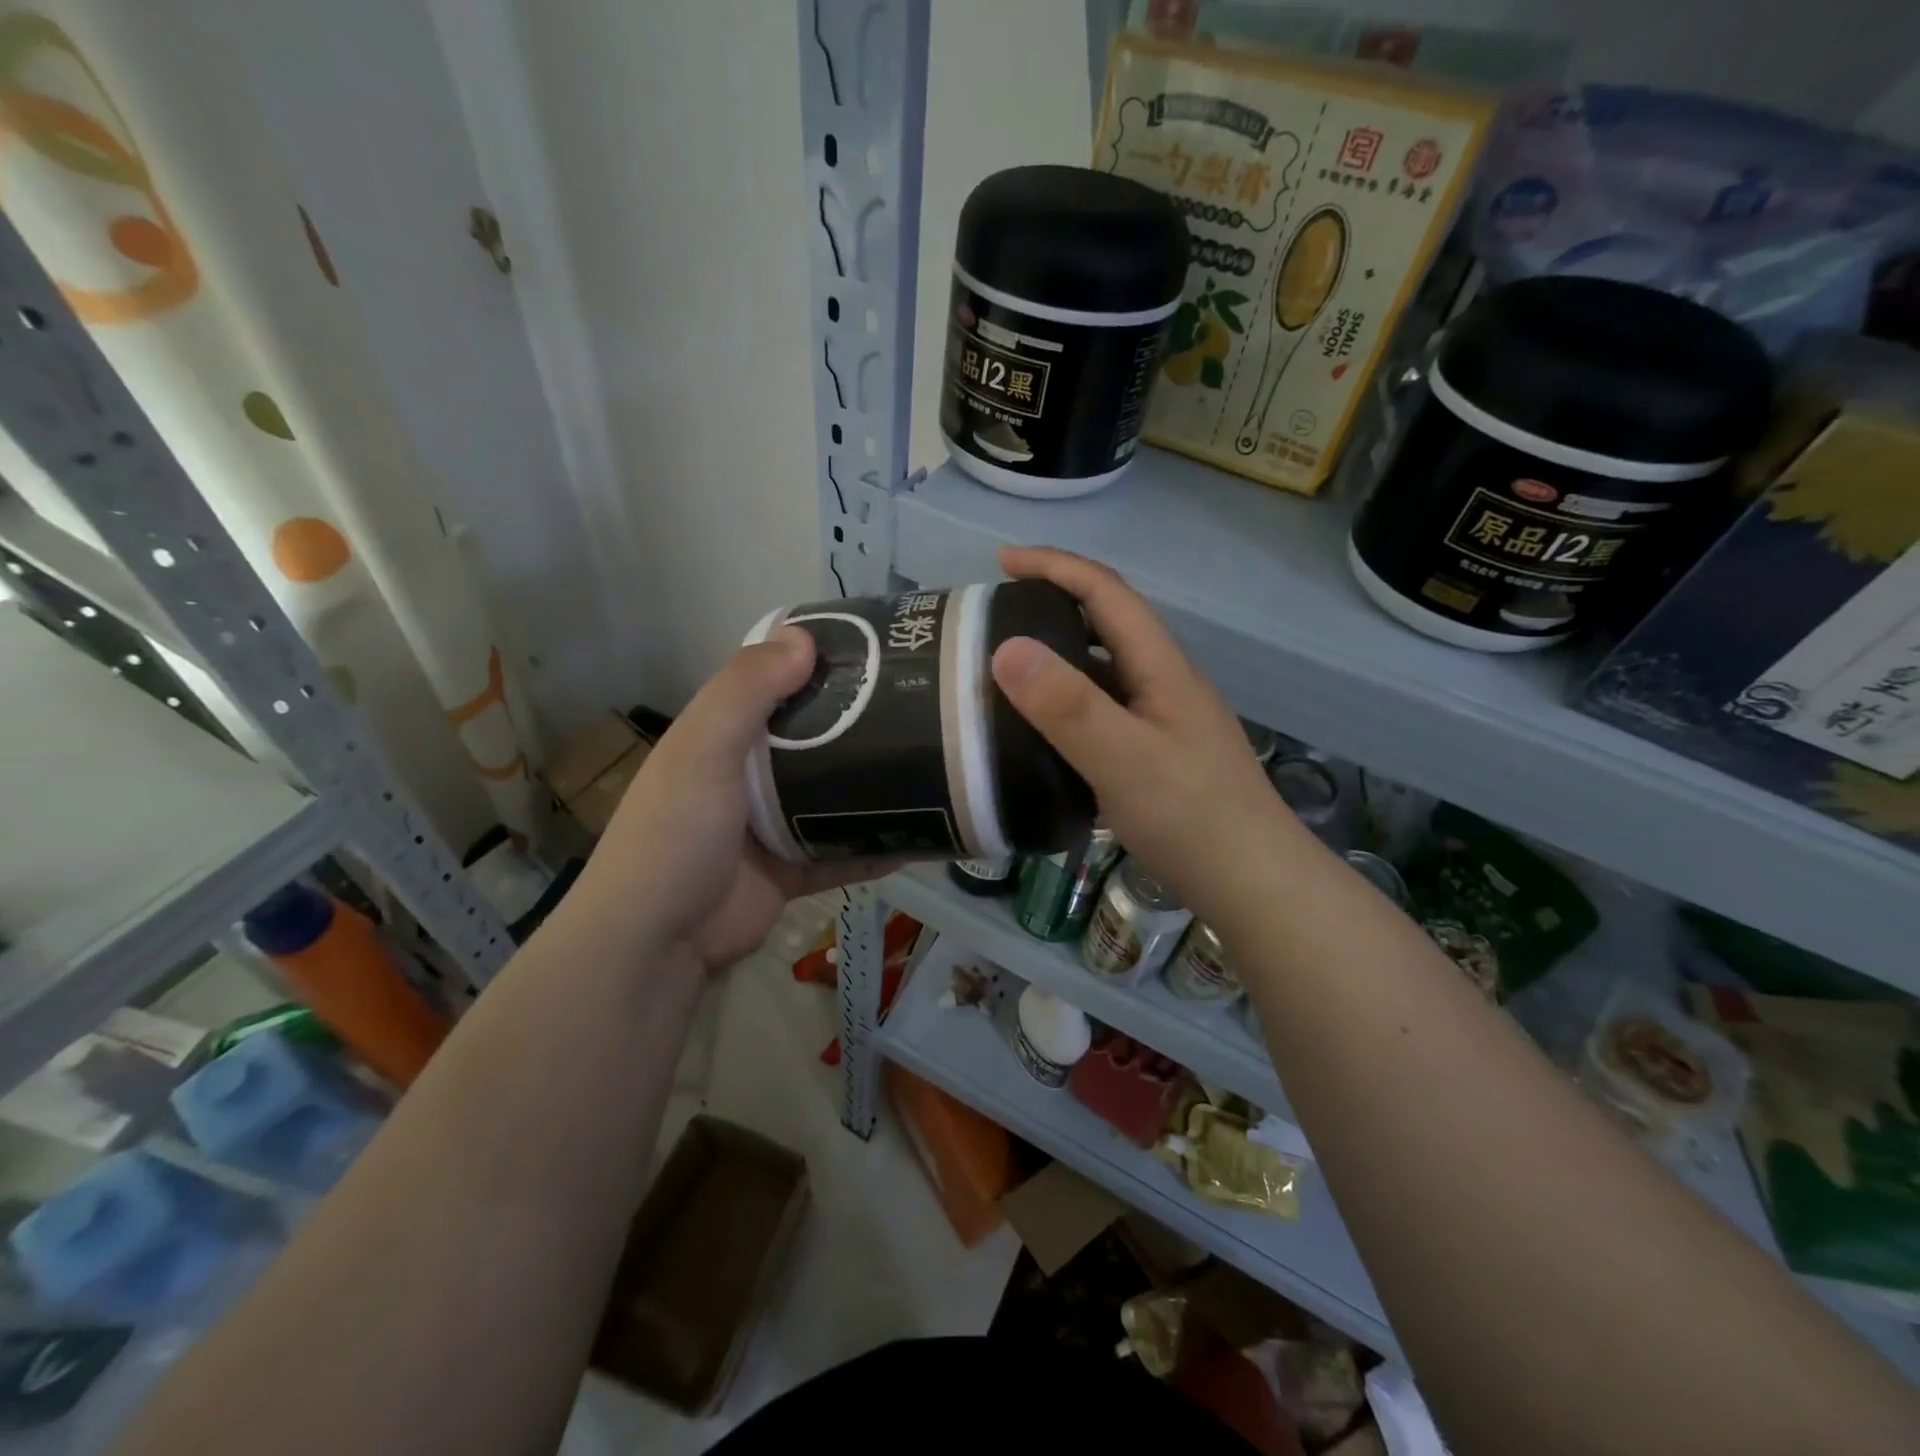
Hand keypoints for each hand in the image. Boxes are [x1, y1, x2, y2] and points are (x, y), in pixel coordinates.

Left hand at [582, 628, 891, 971]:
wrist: (657, 941)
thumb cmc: (676, 831)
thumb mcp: (703, 748)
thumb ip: (746, 690)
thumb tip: (804, 636)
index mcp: (722, 737)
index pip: (774, 687)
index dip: (818, 665)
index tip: (876, 651)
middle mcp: (748, 776)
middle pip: (813, 741)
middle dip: (860, 726)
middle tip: (923, 707)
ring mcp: (771, 826)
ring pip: (834, 798)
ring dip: (875, 787)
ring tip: (934, 764)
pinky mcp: (793, 871)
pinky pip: (843, 853)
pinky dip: (876, 846)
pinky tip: (923, 835)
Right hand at [990, 546, 1318, 921]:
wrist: (1254, 884)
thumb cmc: (1193, 818)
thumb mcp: (1123, 760)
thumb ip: (1067, 706)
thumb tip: (1005, 647)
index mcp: (1160, 667)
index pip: (1106, 593)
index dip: (1055, 566)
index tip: (1002, 560)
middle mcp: (1163, 682)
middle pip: (1106, 623)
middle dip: (1052, 603)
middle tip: (995, 616)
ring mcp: (1162, 719)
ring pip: (1102, 669)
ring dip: (1057, 655)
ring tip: (1005, 669)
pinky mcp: (1156, 753)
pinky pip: (1102, 709)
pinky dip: (1065, 703)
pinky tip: (1039, 730)